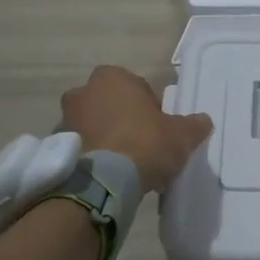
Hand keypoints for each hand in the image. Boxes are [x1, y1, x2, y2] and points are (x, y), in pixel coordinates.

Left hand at [61, 66, 212, 193]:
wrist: (105, 182)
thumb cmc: (145, 143)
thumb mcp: (182, 134)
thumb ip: (194, 125)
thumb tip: (203, 121)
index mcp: (113, 77)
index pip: (134, 86)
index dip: (148, 106)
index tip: (157, 126)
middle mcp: (83, 91)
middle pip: (108, 103)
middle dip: (121, 118)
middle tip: (140, 142)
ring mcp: (65, 119)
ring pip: (91, 124)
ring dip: (104, 136)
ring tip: (123, 162)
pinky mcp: (56, 148)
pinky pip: (80, 147)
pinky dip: (91, 155)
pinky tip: (108, 174)